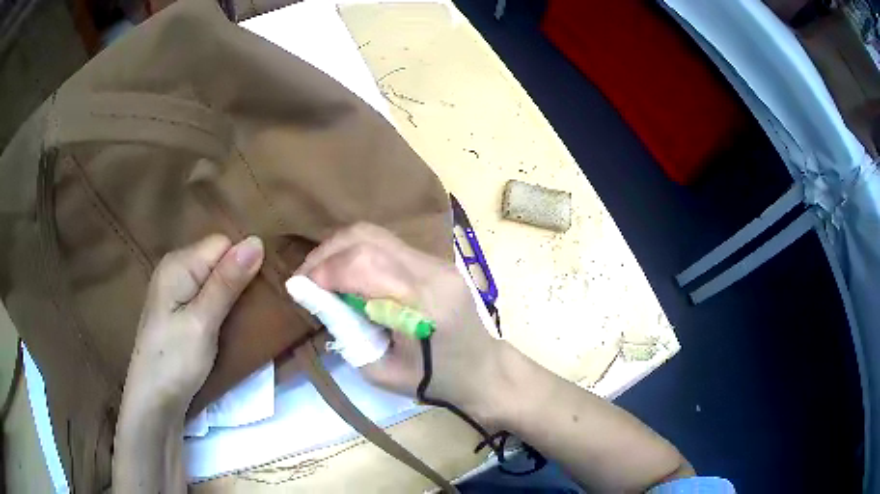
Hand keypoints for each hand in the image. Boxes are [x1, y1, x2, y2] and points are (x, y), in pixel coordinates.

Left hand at [122, 234, 263, 414]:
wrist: (154, 401)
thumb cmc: (175, 361)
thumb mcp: (203, 322)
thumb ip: (227, 282)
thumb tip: (256, 241)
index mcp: (178, 263)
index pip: (223, 244)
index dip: (243, 263)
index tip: (259, 293)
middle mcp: (175, 268)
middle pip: (218, 259)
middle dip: (239, 279)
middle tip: (255, 310)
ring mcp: (175, 289)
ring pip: (215, 278)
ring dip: (232, 295)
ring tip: (245, 318)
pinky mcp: (178, 309)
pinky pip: (207, 294)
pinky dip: (222, 306)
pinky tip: (228, 323)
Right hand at [297, 223, 503, 420]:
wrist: (482, 370)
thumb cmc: (435, 382)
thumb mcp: (380, 371)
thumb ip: (345, 330)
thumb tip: (313, 296)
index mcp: (425, 304)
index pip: (364, 266)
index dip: (323, 271)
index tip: (298, 288)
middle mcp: (433, 271)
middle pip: (367, 239)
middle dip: (325, 255)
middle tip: (305, 279)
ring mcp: (437, 261)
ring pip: (375, 234)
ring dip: (339, 249)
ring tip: (320, 275)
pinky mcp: (435, 261)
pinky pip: (387, 245)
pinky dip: (357, 253)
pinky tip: (346, 273)